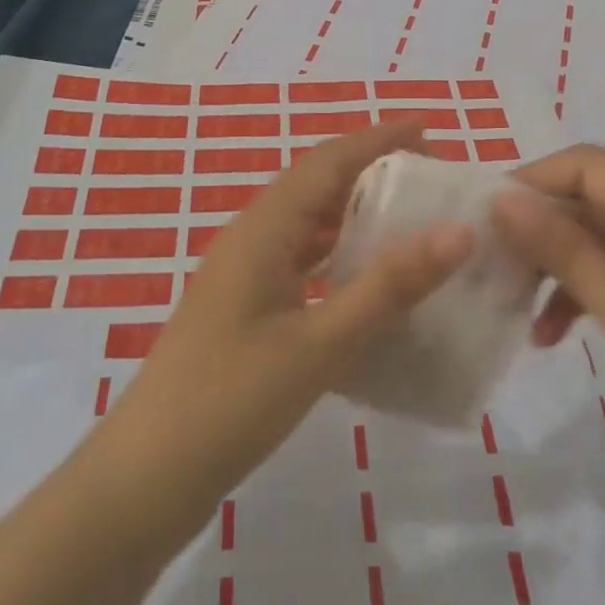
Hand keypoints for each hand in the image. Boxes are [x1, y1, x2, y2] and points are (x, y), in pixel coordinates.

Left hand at [95, 122, 472, 530]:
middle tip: (429, 178)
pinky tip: (366, 279)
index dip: (377, 139)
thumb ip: (389, 286)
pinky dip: (336, 255)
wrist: (147, 477)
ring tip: (409, 218)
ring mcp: (243, 274)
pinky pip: (298, 261)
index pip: (327, 161)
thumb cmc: (232, 401)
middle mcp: (250, 238)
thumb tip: (457, 232)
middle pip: (316, 184)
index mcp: (262, 229)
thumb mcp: (321, 344)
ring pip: (306, 224)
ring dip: (353, 212)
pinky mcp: (243, 308)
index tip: (428, 128)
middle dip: (370, 170)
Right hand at [493, 145, 604, 509]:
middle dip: (543, 229)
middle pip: (598, 200)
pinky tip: (554, 332)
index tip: (484, 215)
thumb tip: (505, 200)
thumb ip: (569, 252)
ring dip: (562, 266)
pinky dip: (590, 291)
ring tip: (516, 306)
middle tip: (493, 265)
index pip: (592, 165)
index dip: (534, 181)